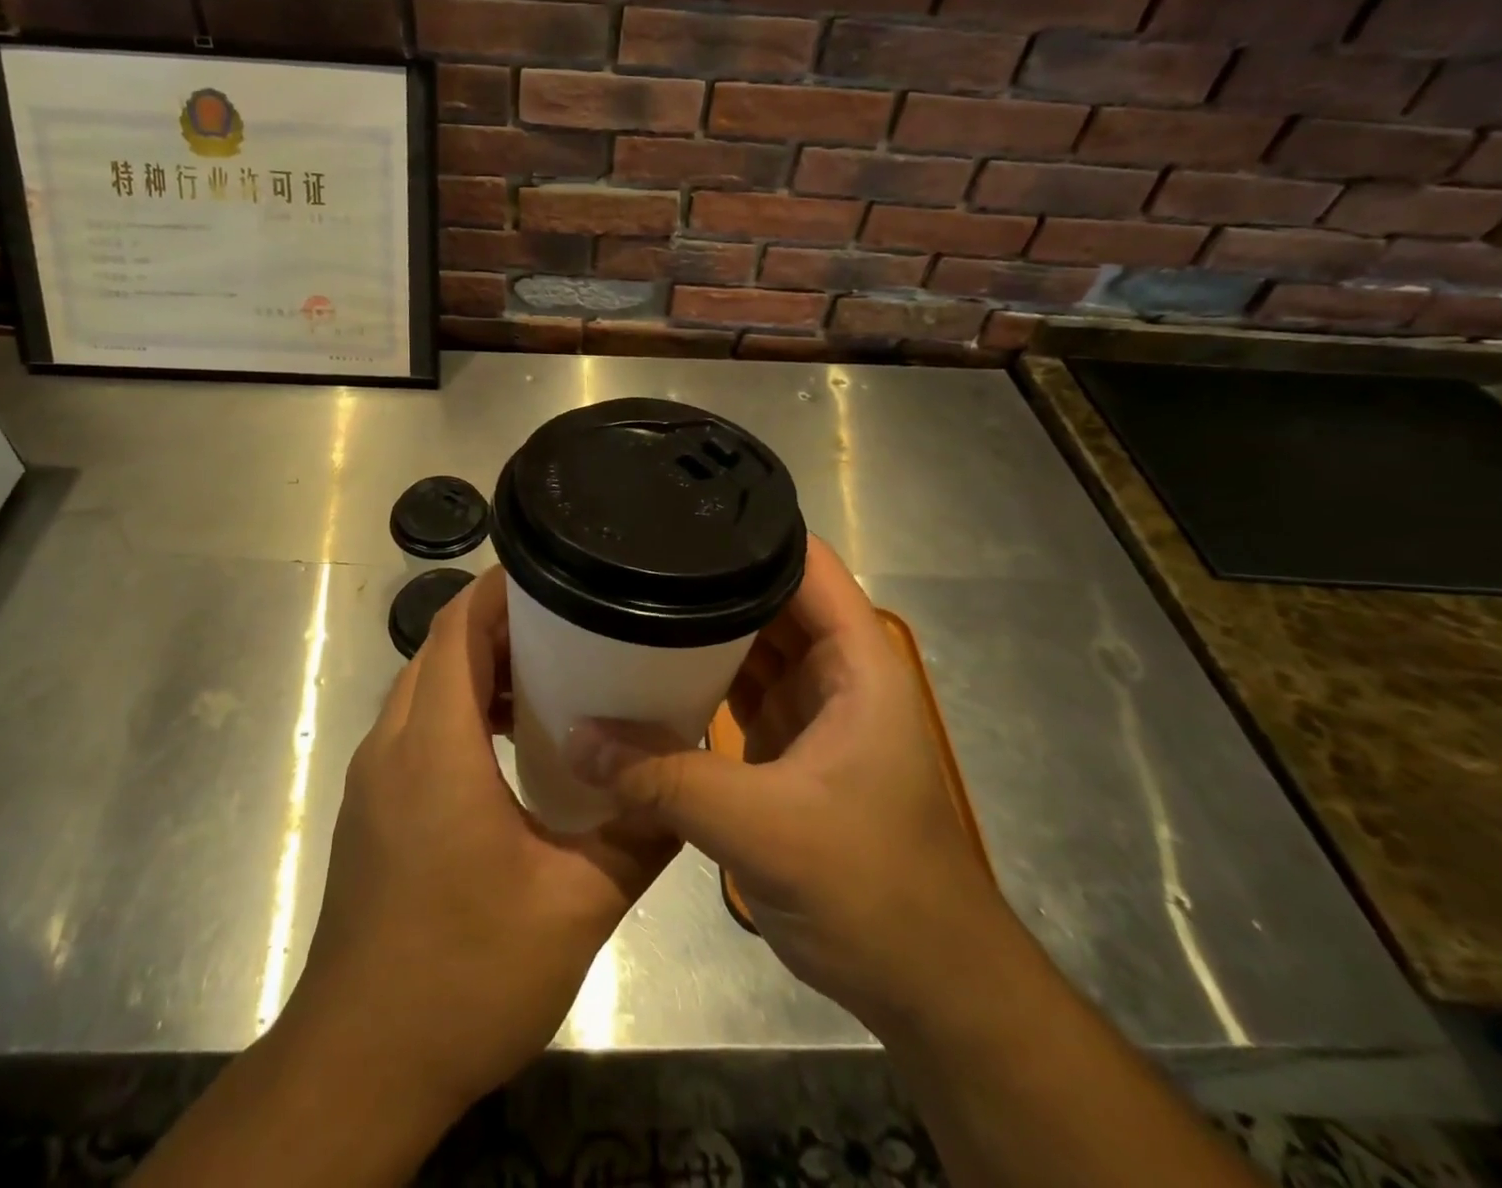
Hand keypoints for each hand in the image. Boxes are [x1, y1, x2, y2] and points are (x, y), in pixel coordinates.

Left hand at [277, 566, 675, 1116]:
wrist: (362, 1064)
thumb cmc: (466, 974)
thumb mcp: (576, 905)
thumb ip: (638, 835)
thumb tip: (687, 784)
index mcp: (434, 748)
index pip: (456, 629)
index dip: (499, 591)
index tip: (554, 575)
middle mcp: (392, 746)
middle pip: (439, 651)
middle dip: (498, 626)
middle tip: (570, 626)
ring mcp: (372, 778)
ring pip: (423, 688)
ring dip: (476, 671)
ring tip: (547, 679)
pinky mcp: (370, 808)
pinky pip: (414, 728)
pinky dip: (457, 711)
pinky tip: (508, 746)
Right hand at [568, 535, 1006, 1033]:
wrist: (925, 988)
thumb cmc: (873, 890)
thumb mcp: (766, 829)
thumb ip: (666, 778)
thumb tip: (575, 735)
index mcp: (856, 663)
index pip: (806, 565)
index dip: (750, 531)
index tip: (678, 513)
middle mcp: (835, 673)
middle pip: (767, 598)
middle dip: (707, 576)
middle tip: (631, 552)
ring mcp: (809, 711)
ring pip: (748, 646)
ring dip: (698, 629)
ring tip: (626, 595)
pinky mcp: (784, 748)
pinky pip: (735, 691)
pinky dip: (697, 679)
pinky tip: (645, 668)